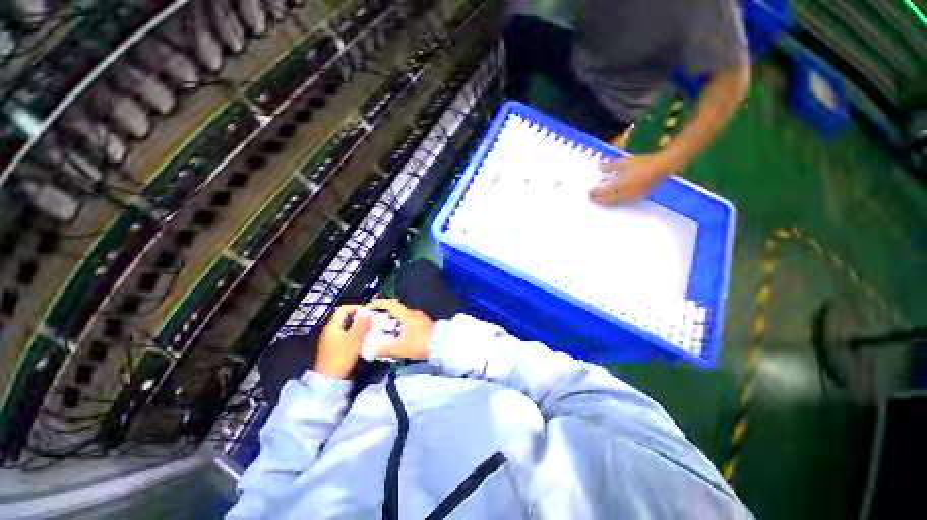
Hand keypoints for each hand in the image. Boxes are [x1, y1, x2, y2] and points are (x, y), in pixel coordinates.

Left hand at [314, 305, 373, 378]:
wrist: (331, 380)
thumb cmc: (341, 356)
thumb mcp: (354, 338)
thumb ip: (362, 323)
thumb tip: (369, 311)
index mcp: (333, 326)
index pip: (344, 309)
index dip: (356, 307)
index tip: (369, 311)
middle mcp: (332, 331)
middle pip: (347, 318)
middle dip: (361, 317)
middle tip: (373, 319)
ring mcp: (334, 340)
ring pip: (349, 328)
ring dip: (361, 327)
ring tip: (372, 328)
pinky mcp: (338, 348)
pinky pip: (349, 336)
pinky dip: (358, 335)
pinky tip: (367, 338)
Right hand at [365, 298, 434, 359]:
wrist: (442, 345)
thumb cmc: (421, 343)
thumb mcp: (400, 348)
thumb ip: (383, 350)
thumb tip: (369, 351)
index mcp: (407, 315)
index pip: (391, 304)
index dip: (379, 303)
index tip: (370, 305)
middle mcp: (414, 313)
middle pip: (396, 309)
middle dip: (385, 314)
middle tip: (375, 320)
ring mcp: (420, 318)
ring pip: (403, 316)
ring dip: (393, 320)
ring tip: (384, 329)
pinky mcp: (425, 324)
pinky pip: (409, 321)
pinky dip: (401, 325)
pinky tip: (398, 335)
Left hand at [590, 153, 672, 204]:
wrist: (662, 167)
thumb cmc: (643, 162)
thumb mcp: (625, 162)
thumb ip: (610, 166)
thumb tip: (598, 167)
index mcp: (622, 183)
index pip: (604, 191)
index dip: (595, 192)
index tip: (588, 191)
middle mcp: (626, 192)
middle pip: (608, 199)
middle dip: (598, 199)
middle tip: (590, 198)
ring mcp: (632, 196)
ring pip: (615, 202)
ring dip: (605, 201)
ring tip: (598, 200)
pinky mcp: (637, 198)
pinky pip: (622, 201)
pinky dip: (614, 201)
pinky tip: (611, 198)